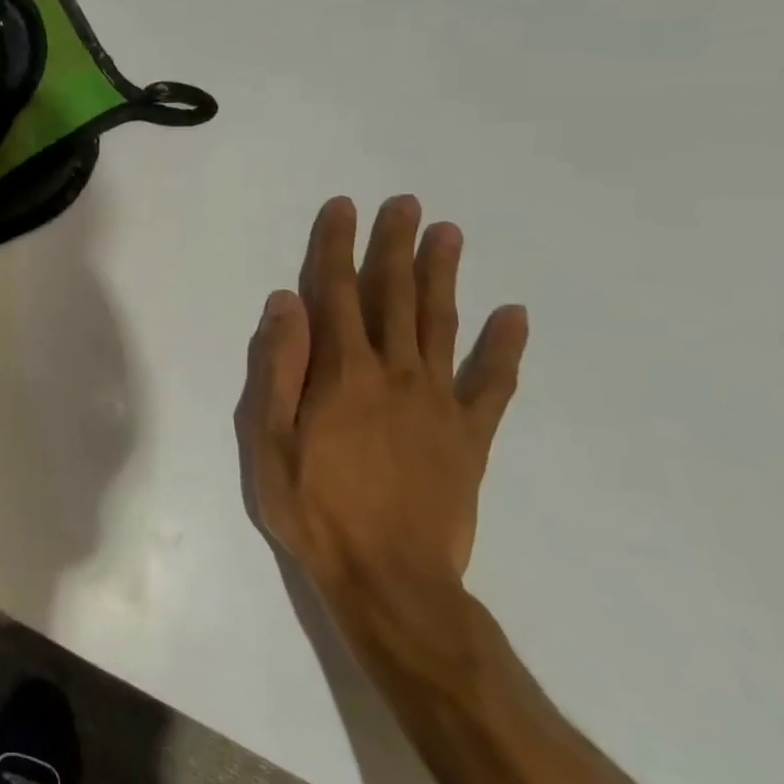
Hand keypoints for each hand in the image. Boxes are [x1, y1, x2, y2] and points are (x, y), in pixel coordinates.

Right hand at [236, 195, 528, 594]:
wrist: (390, 580)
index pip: (336, 293)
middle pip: (395, 296)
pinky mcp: (470, 436)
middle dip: (396, 246)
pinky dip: (504, 348)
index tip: (345, 208)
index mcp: (342, 373)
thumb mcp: (269, 440)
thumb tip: (286, 302)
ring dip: (444, 276)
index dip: (338, 247)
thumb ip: (279, 367)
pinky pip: (492, 384)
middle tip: (406, 204)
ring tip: (448, 234)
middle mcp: (394, 373)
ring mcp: (438, 403)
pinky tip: (514, 315)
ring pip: (441, 325)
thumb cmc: (314, 508)